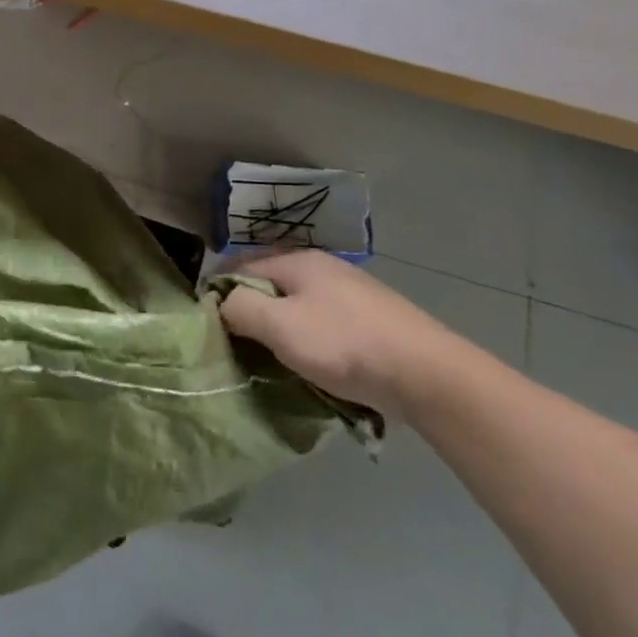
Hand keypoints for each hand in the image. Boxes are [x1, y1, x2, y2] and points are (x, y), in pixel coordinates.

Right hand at [220, 250, 463, 419]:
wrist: (429, 376)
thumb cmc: (345, 344)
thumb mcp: (279, 325)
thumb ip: (239, 307)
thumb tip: (220, 302)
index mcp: (298, 260)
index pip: (239, 266)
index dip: (219, 293)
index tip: (208, 327)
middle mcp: (323, 268)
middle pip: (269, 287)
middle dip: (250, 314)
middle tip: (237, 348)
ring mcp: (351, 294)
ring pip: (296, 308)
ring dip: (280, 332)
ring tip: (271, 362)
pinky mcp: (371, 322)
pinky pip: (322, 326)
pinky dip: (309, 342)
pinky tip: (311, 366)